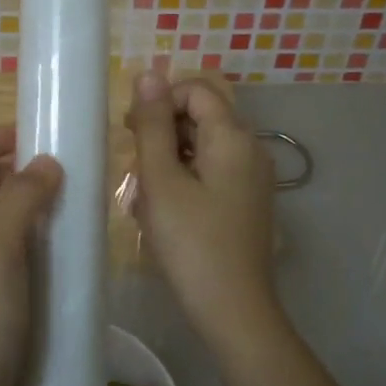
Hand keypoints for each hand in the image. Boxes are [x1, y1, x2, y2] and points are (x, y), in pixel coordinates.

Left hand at [0, 127, 63, 385]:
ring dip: (35, 211)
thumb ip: (20, 199)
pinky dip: (40, 249)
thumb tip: (46, 161)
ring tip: (76, 215)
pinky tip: (69, 262)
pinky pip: (16, 259)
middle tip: (68, 177)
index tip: (34, 140)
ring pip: (3, 223)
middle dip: (20, 172)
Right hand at [126, 72, 279, 349]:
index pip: (196, 90)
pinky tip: (165, 209)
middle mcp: (251, 148)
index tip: (133, 133)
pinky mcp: (248, 201)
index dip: (160, 102)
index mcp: (233, 137)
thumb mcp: (161, 180)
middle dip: (163, 130)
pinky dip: (186, 177)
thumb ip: (153, 124)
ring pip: (204, 144)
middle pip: (202, 115)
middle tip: (135, 164)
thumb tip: (149, 73)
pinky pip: (212, 170)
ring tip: (146, 193)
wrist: (234, 311)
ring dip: (170, 156)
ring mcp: (253, 177)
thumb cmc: (191, 242)